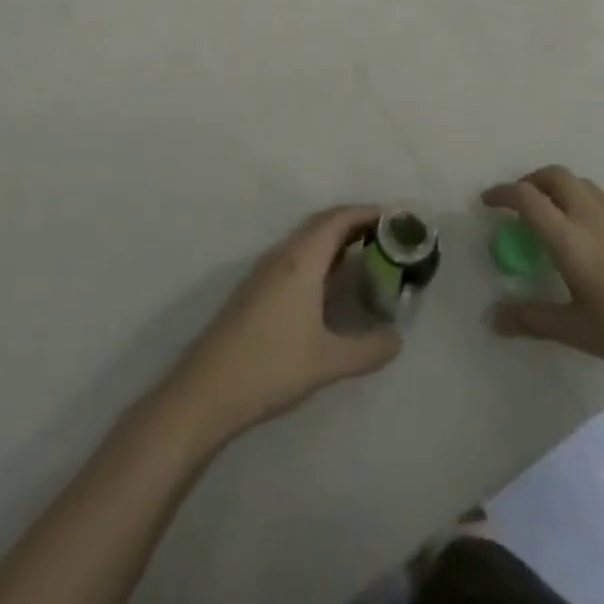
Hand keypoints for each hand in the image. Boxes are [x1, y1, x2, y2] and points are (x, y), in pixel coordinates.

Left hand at [168, 206, 402, 441]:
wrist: (206, 390)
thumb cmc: (271, 367)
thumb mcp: (328, 362)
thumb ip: (368, 349)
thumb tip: (397, 339)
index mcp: (301, 260)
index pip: (338, 219)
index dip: (367, 213)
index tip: (396, 219)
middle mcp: (282, 255)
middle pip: (322, 223)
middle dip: (355, 223)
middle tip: (387, 237)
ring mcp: (265, 271)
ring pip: (306, 240)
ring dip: (336, 240)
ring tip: (367, 256)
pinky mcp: (256, 288)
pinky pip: (295, 256)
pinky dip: (320, 256)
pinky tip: (331, 284)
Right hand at [482, 167, 603, 394]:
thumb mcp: (578, 331)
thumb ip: (533, 319)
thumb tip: (494, 319)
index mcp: (570, 238)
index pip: (527, 198)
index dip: (502, 193)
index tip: (488, 201)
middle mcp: (593, 216)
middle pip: (555, 176)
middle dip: (531, 181)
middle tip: (519, 203)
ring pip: (581, 184)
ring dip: (558, 189)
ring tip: (552, 218)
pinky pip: (603, 201)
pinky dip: (584, 204)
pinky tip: (590, 239)